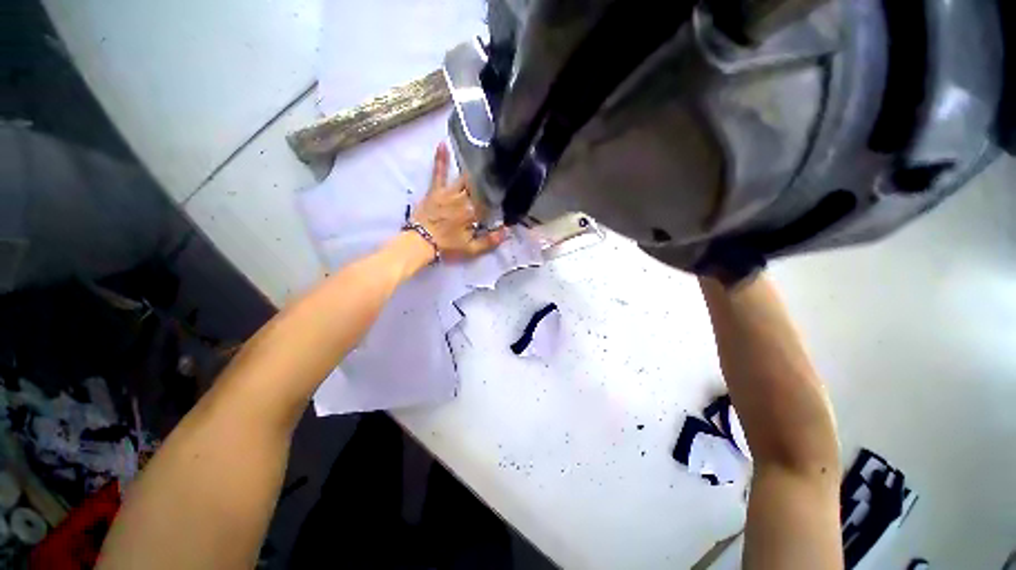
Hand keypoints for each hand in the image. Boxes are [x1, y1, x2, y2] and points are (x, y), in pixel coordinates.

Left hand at [410, 143, 507, 260]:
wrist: (419, 243)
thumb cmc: (447, 246)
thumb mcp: (471, 249)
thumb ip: (490, 241)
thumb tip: (507, 232)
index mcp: (473, 213)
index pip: (490, 202)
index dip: (497, 198)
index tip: (506, 194)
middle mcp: (463, 199)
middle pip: (479, 187)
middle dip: (489, 180)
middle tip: (498, 171)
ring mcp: (448, 192)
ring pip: (464, 178)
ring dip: (474, 171)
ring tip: (484, 158)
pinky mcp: (435, 190)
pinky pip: (439, 172)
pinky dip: (441, 159)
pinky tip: (442, 143)